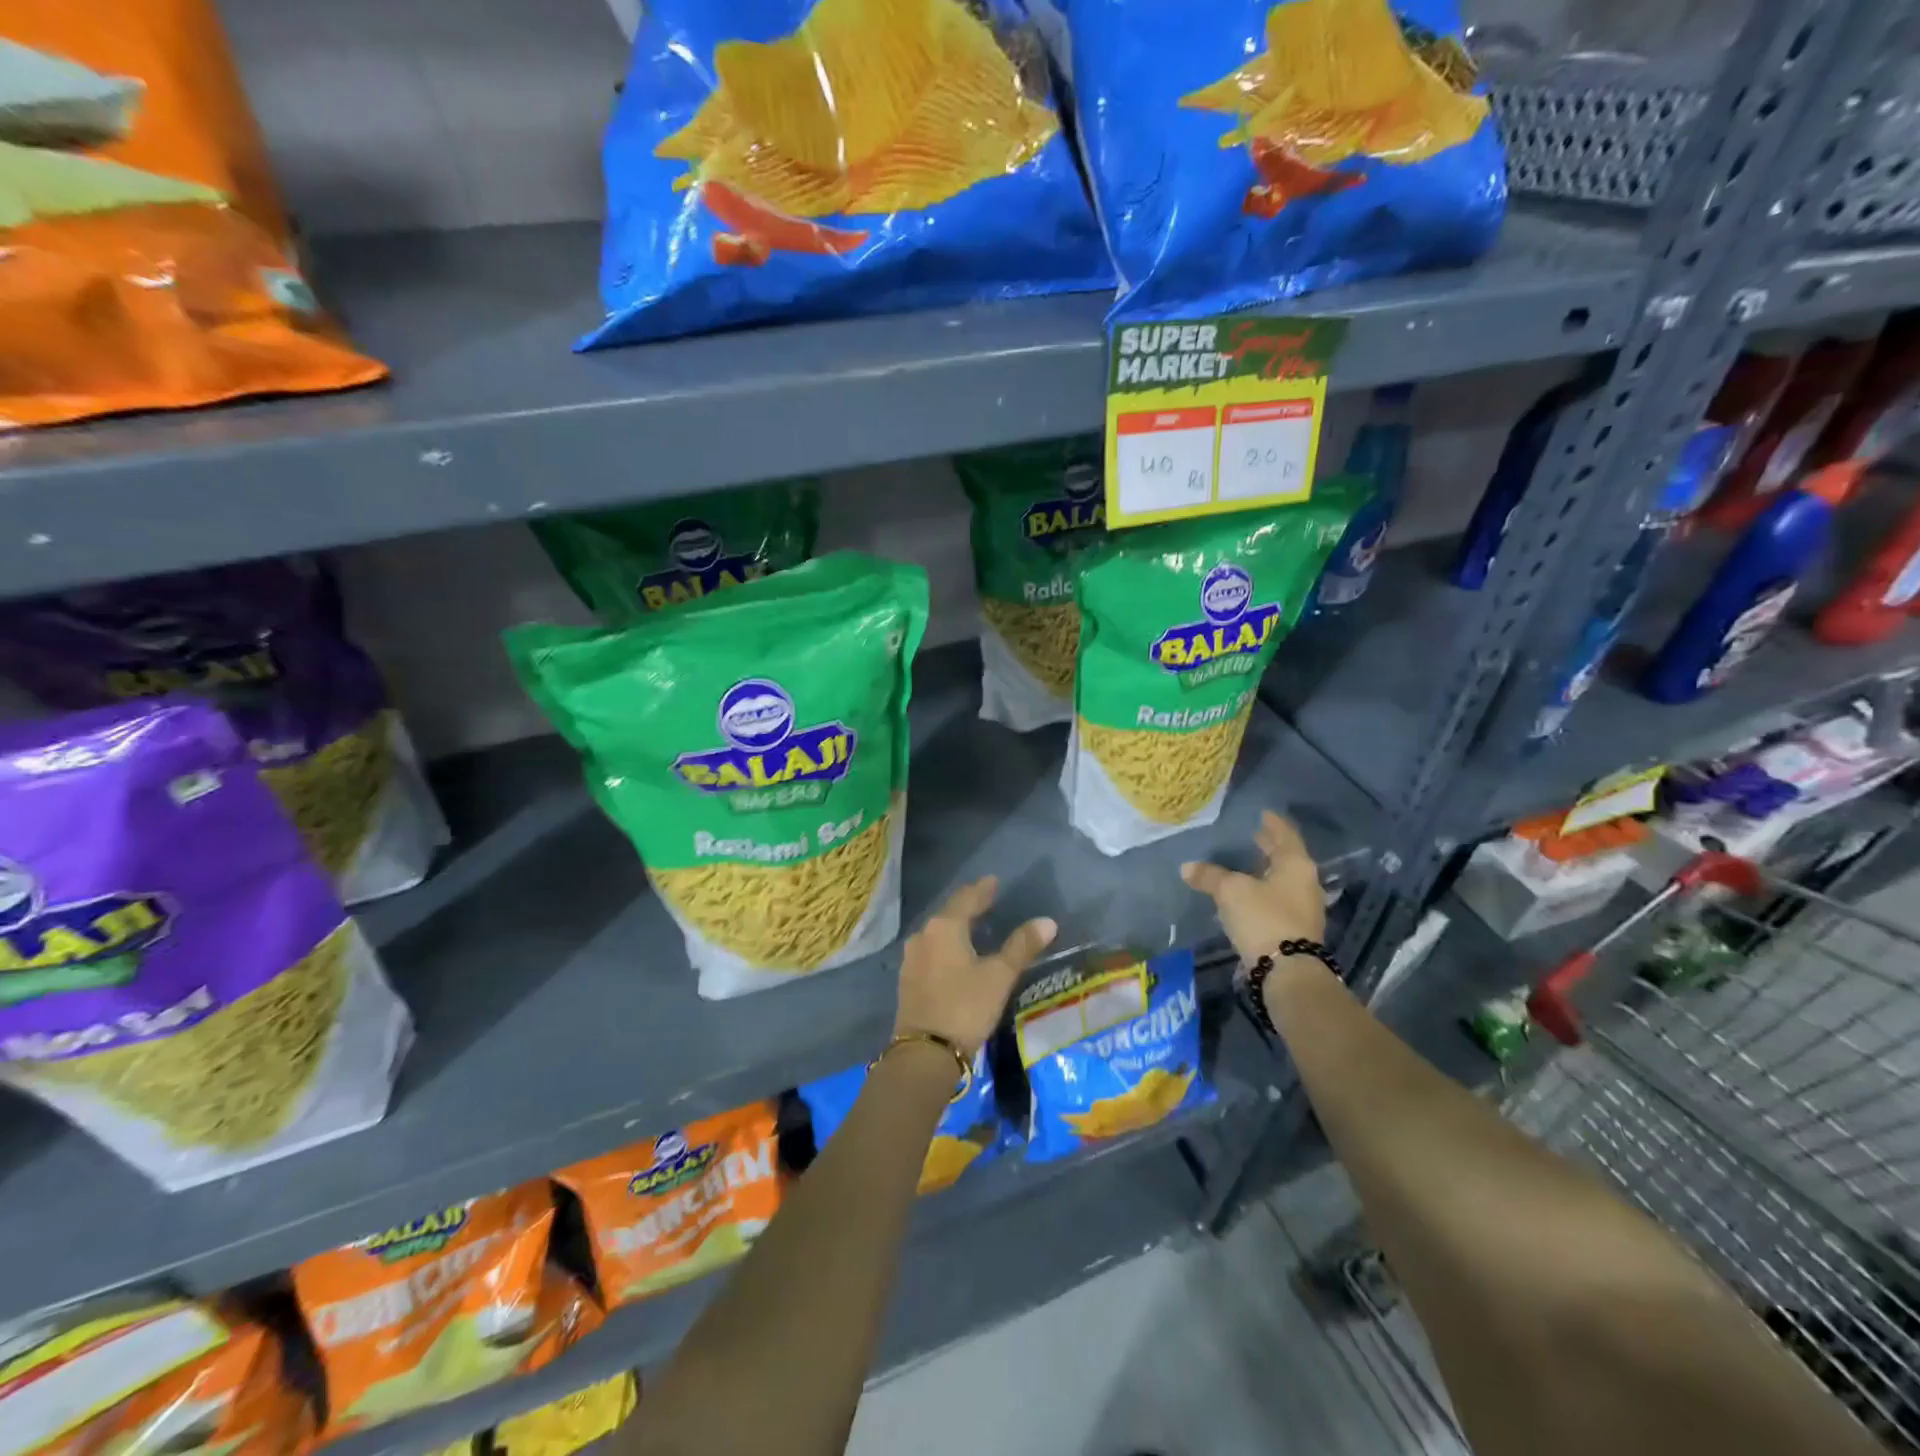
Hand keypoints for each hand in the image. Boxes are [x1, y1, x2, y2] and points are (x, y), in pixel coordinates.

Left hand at [895, 877, 1056, 1057]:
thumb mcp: (999, 976)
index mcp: (945, 927)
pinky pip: (931, 950)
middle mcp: (924, 935)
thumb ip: (1022, 946)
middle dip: (968, 906)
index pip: (967, 898)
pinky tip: (955, 953)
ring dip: (956, 926)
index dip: (982, 889)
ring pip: (938, 932)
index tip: (994, 881)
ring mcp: (912, 958)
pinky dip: (946, 945)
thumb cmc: (965, 1006)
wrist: (925, 1052)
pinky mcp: (908, 979)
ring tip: (973, 926)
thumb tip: (1047, 921)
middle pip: (949, 913)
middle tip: (986, 900)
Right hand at [1180, 810, 1325, 964]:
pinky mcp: (1296, 930)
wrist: (1287, 971)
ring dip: (1267, 871)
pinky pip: (1278, 900)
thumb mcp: (1231, 891)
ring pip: (1283, 880)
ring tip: (1247, 865)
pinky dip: (1265, 891)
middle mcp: (1306, 883)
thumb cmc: (1263, 918)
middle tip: (1254, 835)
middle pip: (1287, 858)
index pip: (1285, 835)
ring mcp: (1304, 909)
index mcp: (1296, 865)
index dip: (1273, 823)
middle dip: (1270, 847)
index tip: (1264, 814)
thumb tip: (1187, 867)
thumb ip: (1210, 876)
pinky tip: (1248, 895)